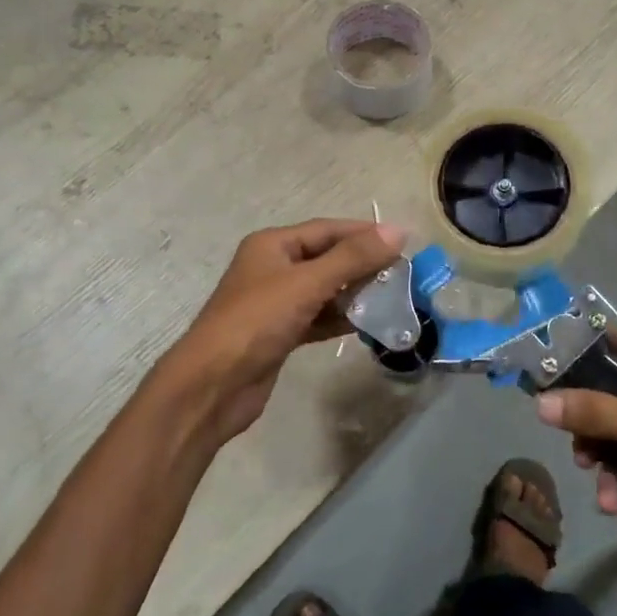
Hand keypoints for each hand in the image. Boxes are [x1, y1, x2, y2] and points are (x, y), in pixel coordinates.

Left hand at [155, 219, 405, 442]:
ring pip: (325, 290)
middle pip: (328, 258)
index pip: (327, 229)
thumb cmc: (257, 322)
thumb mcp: (307, 284)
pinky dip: (341, 319)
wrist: (212, 386)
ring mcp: (276, 303)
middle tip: (403, 275)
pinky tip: (369, 325)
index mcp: (273, 245)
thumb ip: (352, 258)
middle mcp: (274, 268)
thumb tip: (397, 232)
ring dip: (355, 293)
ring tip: (393, 299)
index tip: (403, 243)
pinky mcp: (281, 334)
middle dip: (363, 265)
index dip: (365, 233)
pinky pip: (319, 317)